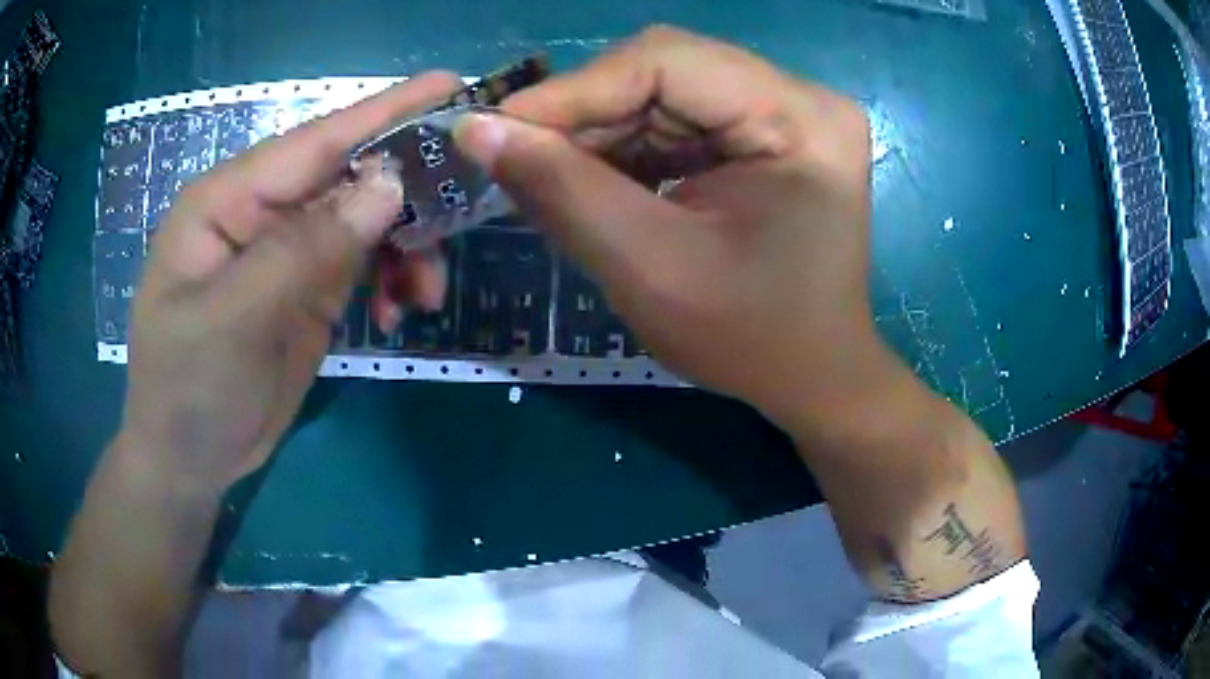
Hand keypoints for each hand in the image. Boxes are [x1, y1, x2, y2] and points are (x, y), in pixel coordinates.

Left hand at [120, 72, 458, 490]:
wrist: (189, 461)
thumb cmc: (188, 388)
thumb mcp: (235, 318)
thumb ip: (305, 247)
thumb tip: (388, 184)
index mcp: (229, 199)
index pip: (315, 141)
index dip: (385, 111)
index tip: (453, 85)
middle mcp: (261, 212)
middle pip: (349, 176)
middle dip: (407, 192)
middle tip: (462, 208)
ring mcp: (286, 251)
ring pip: (365, 221)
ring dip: (406, 248)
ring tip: (423, 293)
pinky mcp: (306, 290)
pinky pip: (364, 264)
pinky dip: (391, 280)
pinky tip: (396, 312)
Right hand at [453, 27, 875, 429]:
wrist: (812, 376)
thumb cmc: (749, 339)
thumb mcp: (649, 269)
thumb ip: (560, 190)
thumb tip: (475, 129)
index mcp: (800, 119)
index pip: (667, 62)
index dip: (573, 91)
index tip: (493, 129)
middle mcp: (800, 99)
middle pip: (665, 70)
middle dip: (584, 114)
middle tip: (517, 157)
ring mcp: (786, 113)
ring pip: (663, 92)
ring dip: (600, 132)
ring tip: (551, 176)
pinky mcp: (765, 134)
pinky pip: (678, 119)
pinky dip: (626, 147)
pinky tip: (594, 181)